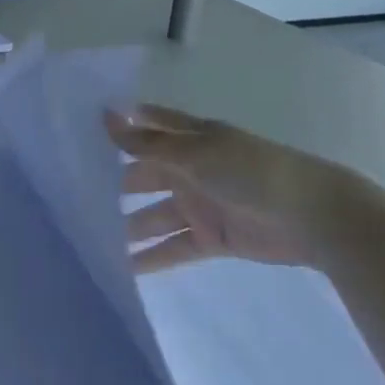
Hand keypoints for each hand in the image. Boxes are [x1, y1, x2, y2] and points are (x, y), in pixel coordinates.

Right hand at [106, 105, 355, 272]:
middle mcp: (194, 168)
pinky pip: (174, 247)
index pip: (152, 126)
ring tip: (90, 239)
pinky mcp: (212, 238)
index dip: (124, 125)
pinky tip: (123, 268)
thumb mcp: (195, 154)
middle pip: (147, 174)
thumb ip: (148, 143)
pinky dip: (152, 257)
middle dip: (116, 183)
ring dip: (129, 226)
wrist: (311, 216)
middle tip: (73, 197)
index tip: (85, 130)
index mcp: (193, 139)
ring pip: (156, 214)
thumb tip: (106, 116)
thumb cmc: (250, 172)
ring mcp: (203, 204)